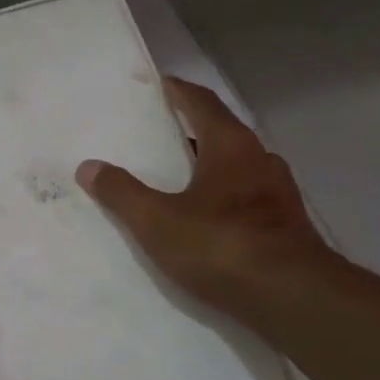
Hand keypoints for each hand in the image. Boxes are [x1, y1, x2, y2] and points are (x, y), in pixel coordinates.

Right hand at [76, 77, 333, 318]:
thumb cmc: (221, 245)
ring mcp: (278, 194)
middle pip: (221, 134)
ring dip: (209, 170)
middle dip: (190, 134)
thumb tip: (88, 166)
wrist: (290, 296)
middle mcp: (260, 159)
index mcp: (231, 145)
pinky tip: (206, 222)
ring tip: (176, 181)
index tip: (159, 84)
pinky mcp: (286, 226)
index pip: (202, 103)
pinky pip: (246, 200)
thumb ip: (122, 193)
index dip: (178, 92)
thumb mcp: (158, 221)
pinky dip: (223, 201)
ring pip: (237, 170)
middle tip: (157, 137)